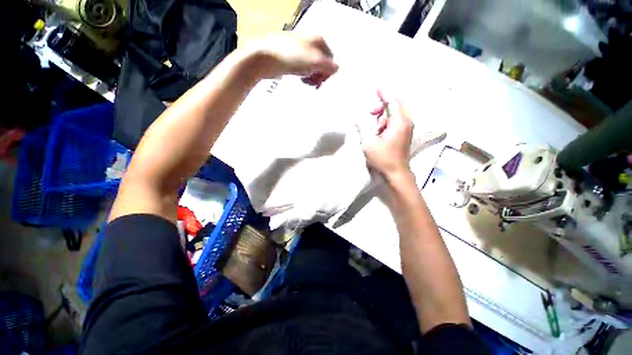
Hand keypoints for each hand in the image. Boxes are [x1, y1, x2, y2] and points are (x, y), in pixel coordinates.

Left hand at [249, 33, 338, 85]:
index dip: (328, 72)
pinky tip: (301, 79)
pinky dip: (304, 76)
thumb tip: (336, 69)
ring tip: (306, 81)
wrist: (268, 59)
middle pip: (322, 64)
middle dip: (320, 75)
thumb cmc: (293, 58)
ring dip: (312, 77)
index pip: (331, 59)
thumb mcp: (315, 61)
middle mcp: (311, 43)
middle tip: (314, 83)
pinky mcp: (292, 58)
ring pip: (313, 68)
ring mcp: (301, 50)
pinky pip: (304, 69)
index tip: (321, 81)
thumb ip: (329, 66)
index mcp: (318, 40)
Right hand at [357, 90, 413, 177]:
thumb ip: (362, 127)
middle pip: (395, 107)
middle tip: (370, 114)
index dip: (384, 94)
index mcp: (399, 122)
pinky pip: (395, 123)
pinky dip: (386, 124)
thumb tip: (356, 117)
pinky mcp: (405, 135)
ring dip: (382, 118)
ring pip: (394, 116)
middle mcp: (406, 123)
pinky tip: (379, 133)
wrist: (396, 173)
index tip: (377, 88)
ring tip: (374, 130)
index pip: (392, 102)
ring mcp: (407, 129)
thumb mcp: (369, 143)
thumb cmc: (383, 158)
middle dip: (381, 108)